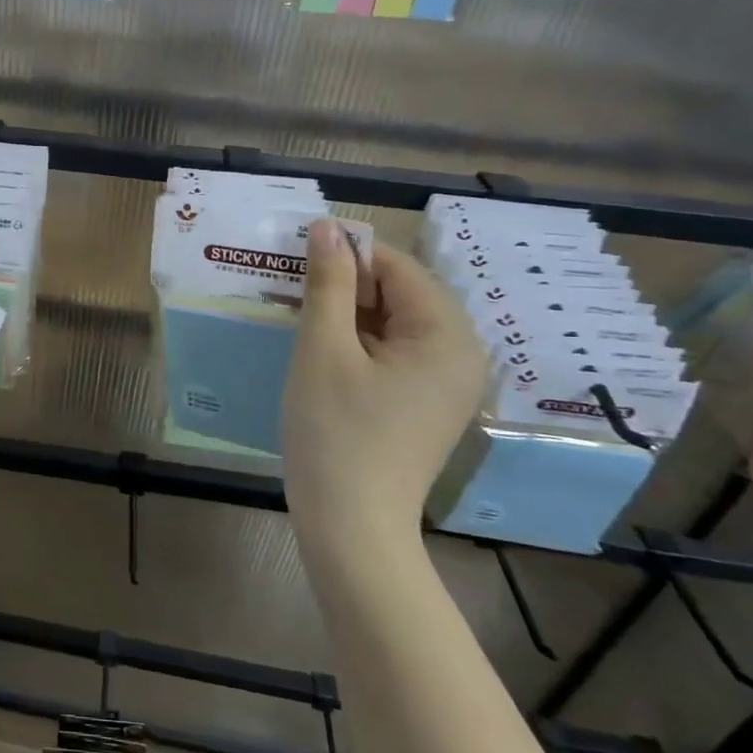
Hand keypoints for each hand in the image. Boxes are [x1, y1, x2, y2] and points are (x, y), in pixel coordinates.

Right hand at [282, 219, 487, 551]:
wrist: (351, 526)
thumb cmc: (335, 431)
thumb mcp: (323, 349)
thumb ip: (327, 283)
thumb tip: (327, 227)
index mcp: (447, 336)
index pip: (397, 267)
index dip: (346, 255)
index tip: (295, 259)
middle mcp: (461, 354)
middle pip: (400, 293)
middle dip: (346, 285)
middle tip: (292, 291)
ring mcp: (446, 382)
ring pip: (393, 322)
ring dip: (347, 313)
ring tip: (300, 319)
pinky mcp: (427, 403)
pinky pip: (395, 352)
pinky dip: (358, 342)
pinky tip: (321, 353)